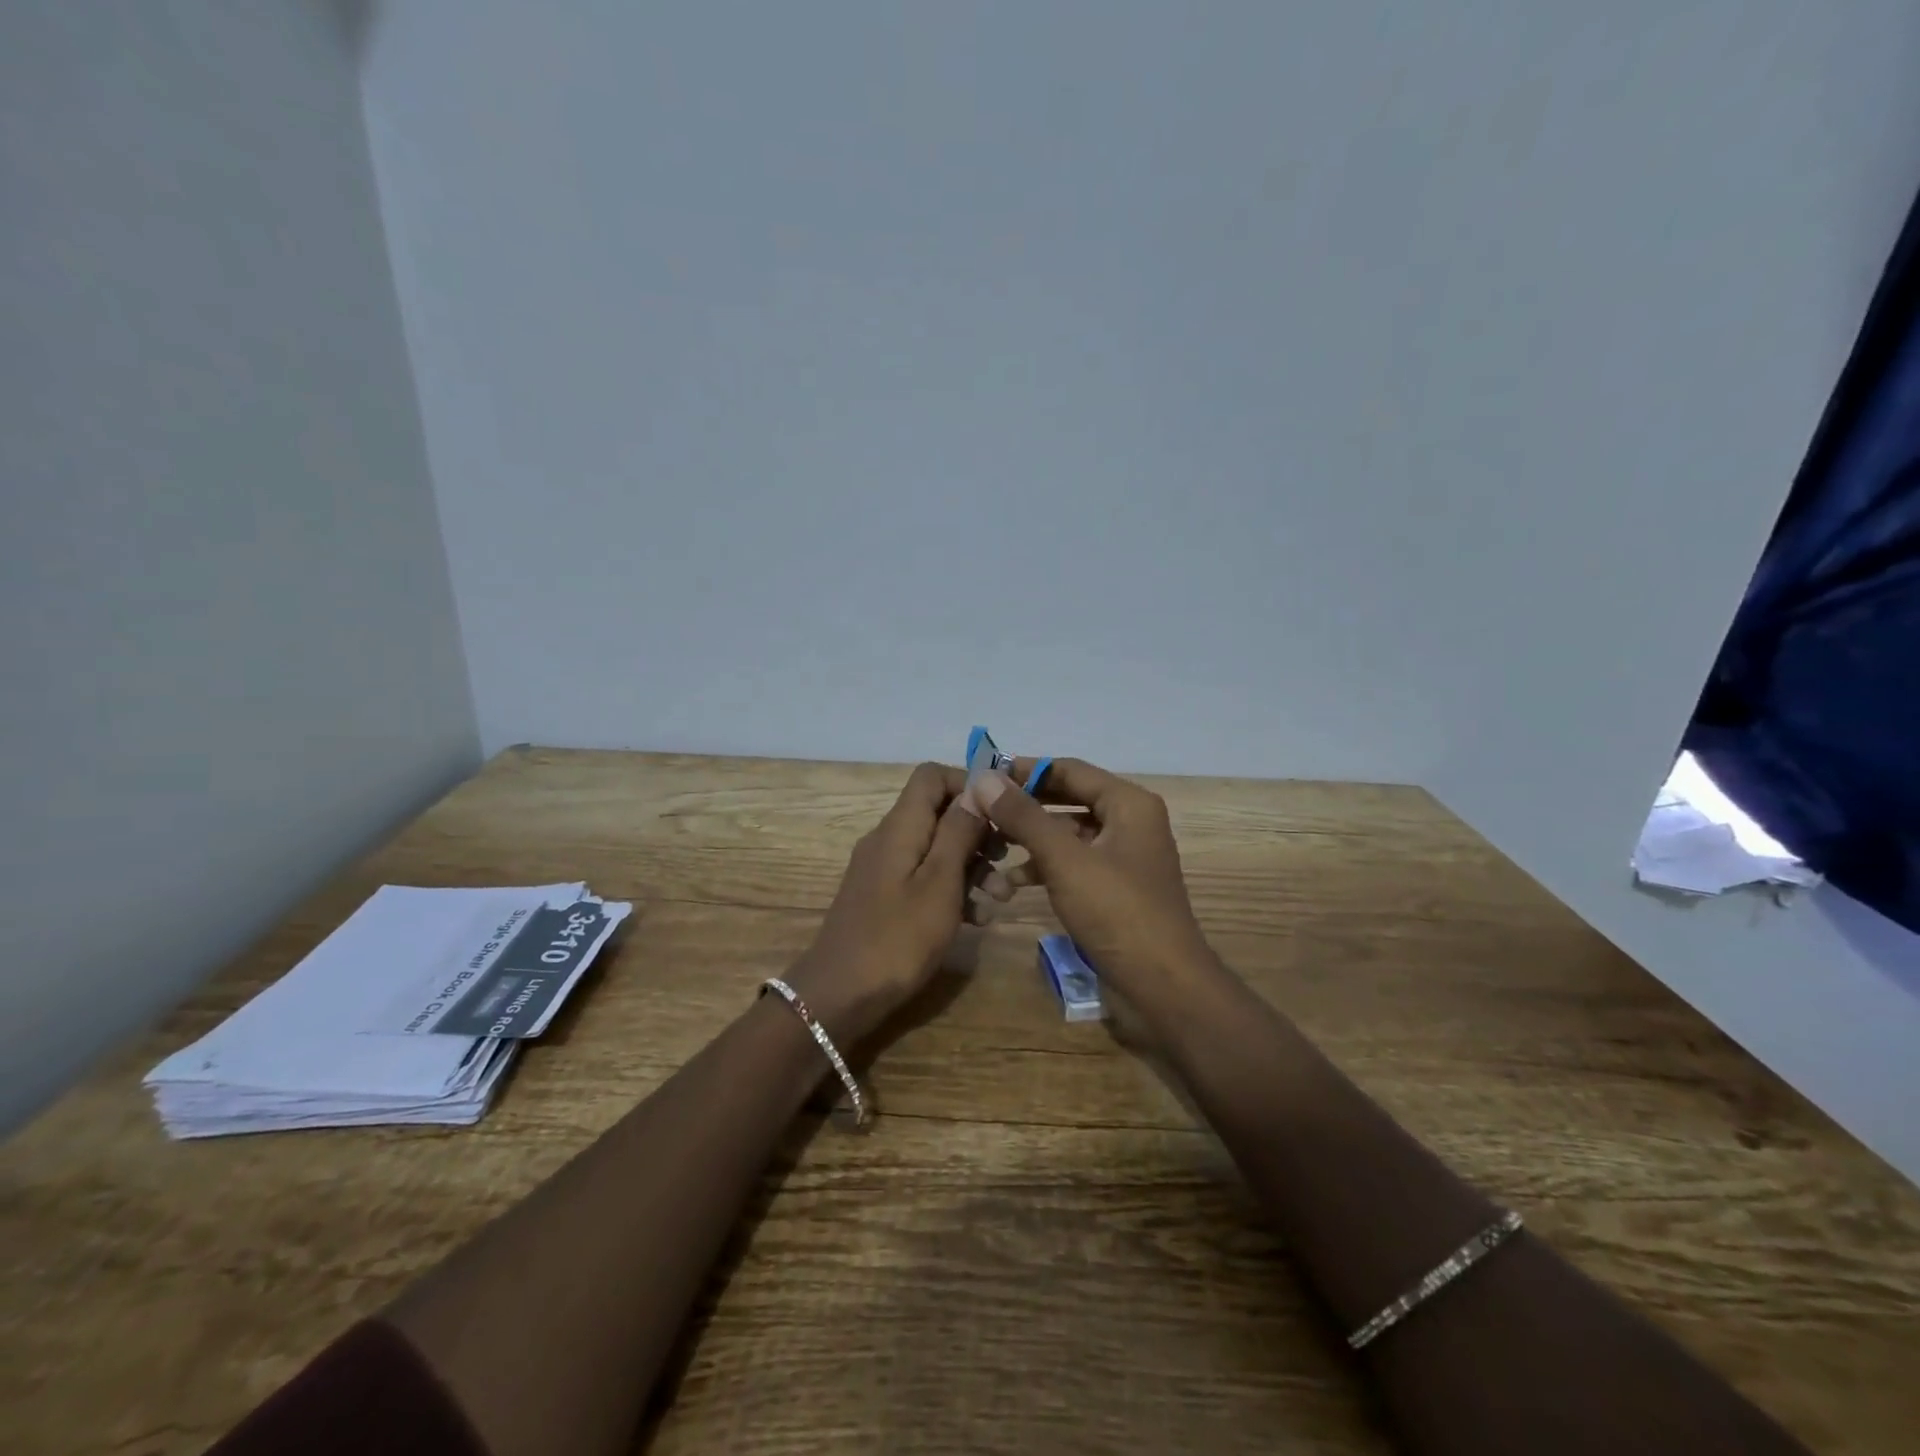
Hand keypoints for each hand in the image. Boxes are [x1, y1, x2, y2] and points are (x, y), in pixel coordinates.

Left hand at [786, 762, 987, 1044]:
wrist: (840, 996)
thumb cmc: (898, 938)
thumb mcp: (940, 883)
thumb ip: (959, 831)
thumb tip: (978, 786)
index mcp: (900, 827)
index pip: (931, 776)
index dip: (968, 785)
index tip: (1001, 813)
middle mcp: (889, 839)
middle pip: (938, 813)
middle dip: (978, 833)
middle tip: (1008, 861)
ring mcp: (884, 869)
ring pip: (935, 849)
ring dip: (971, 866)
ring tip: (1001, 898)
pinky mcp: (884, 898)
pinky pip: (924, 878)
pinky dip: (951, 890)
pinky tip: (976, 919)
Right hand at [967, 758, 1212, 995]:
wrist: (1162, 986)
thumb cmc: (1117, 912)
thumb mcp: (1065, 860)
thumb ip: (1023, 816)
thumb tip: (985, 778)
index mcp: (1129, 803)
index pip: (1069, 770)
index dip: (1025, 770)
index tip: (983, 775)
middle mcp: (1129, 822)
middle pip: (1067, 800)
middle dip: (1024, 806)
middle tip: (980, 809)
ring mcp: (1123, 857)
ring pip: (1067, 834)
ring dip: (1030, 839)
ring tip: (989, 846)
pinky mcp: (1114, 888)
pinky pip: (1073, 863)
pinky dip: (1044, 867)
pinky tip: (1011, 883)